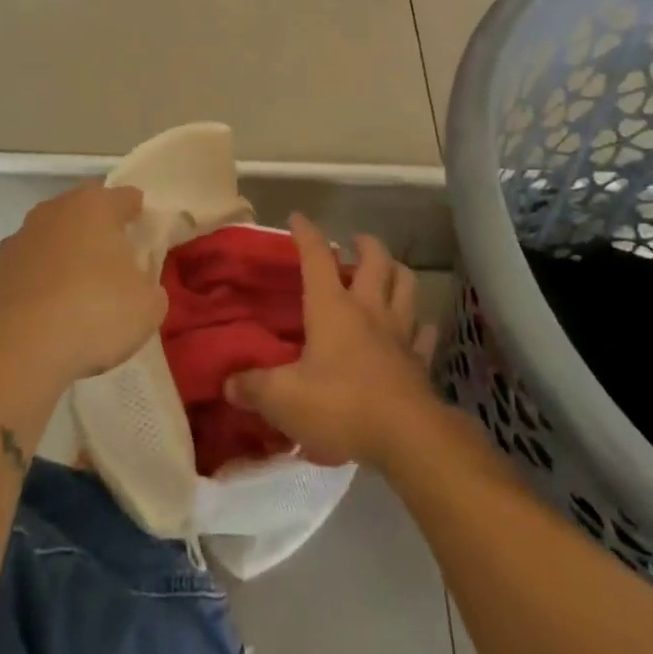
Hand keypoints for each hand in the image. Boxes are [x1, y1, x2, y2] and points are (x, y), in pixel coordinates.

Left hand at [0, 183, 164, 389]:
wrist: (16, 351)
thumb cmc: (95, 313)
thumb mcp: (149, 305)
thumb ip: (149, 285)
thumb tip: (137, 283)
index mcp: (96, 206)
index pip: (126, 197)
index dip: (139, 213)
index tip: (145, 234)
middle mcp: (54, 211)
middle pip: (84, 209)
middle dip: (100, 228)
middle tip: (116, 259)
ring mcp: (19, 239)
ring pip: (52, 236)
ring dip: (66, 254)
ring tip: (80, 290)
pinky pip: (29, 267)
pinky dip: (41, 281)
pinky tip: (50, 311)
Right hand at [224, 213, 437, 468]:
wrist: (405, 436)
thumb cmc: (340, 405)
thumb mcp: (283, 399)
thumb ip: (254, 388)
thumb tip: (229, 384)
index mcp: (332, 308)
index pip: (316, 258)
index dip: (306, 234)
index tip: (298, 217)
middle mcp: (368, 310)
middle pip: (375, 261)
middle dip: (365, 244)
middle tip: (356, 240)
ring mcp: (399, 333)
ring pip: (405, 286)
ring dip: (397, 272)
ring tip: (388, 270)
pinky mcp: (419, 360)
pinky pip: (424, 333)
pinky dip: (420, 325)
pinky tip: (417, 326)